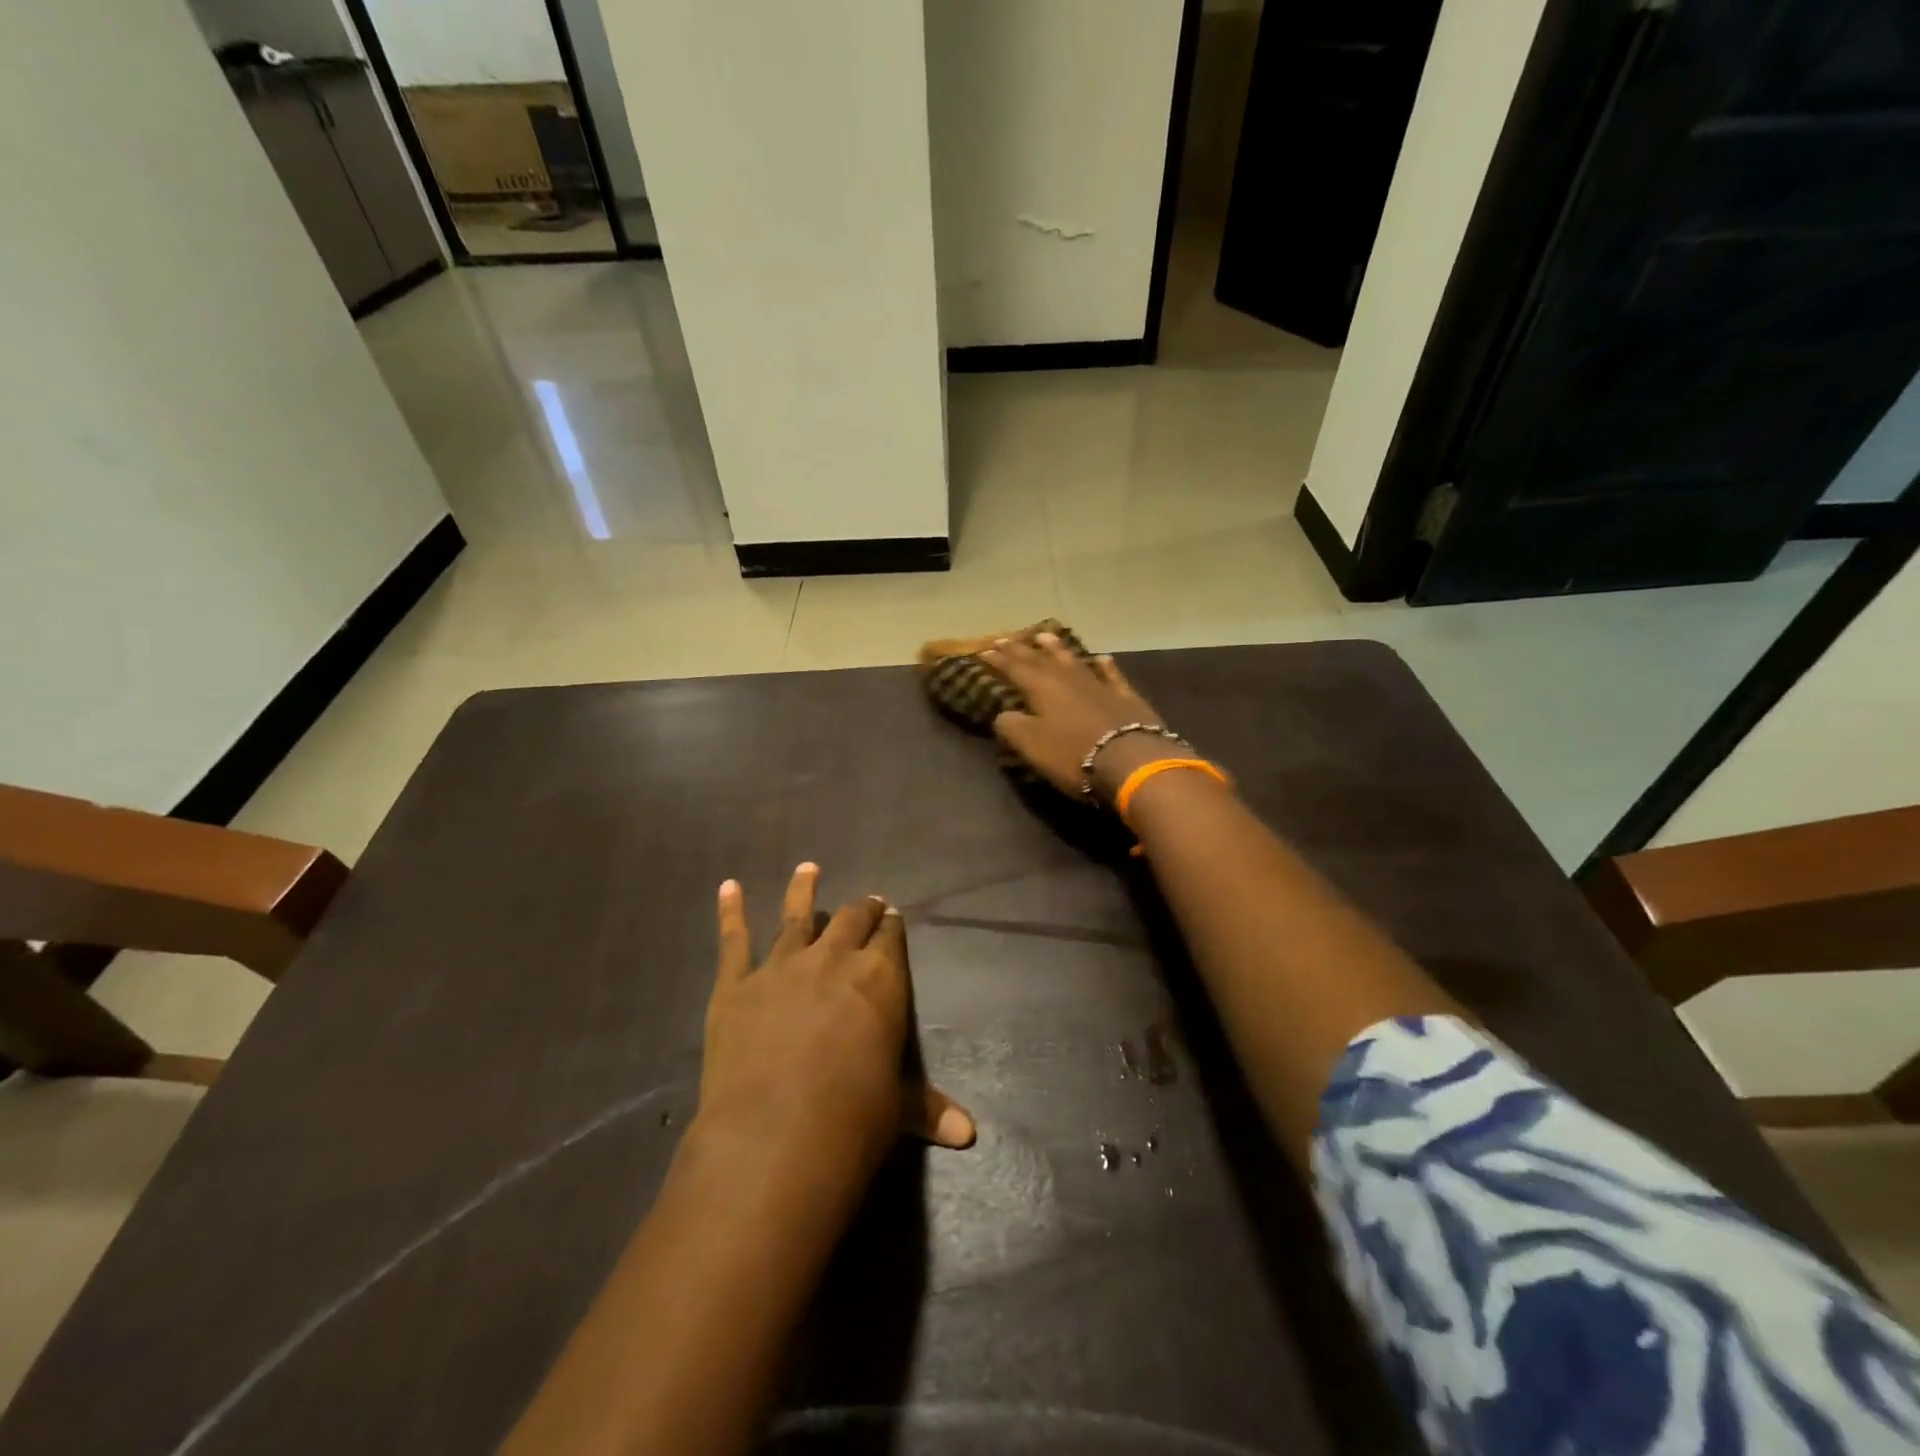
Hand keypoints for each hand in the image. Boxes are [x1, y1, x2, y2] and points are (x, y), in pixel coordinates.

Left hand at [699, 864, 974, 1185]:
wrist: (775, 1137)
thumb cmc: (853, 1119)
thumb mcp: (898, 1109)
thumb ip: (928, 1108)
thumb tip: (970, 1133)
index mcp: (879, 978)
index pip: (890, 938)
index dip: (892, 927)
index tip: (892, 918)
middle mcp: (833, 959)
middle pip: (852, 920)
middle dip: (862, 909)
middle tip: (867, 902)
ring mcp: (781, 967)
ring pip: (796, 916)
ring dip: (803, 890)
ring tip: (807, 868)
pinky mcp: (736, 985)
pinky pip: (733, 941)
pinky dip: (730, 912)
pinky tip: (728, 888)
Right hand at [981, 633, 1167, 799]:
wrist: (1130, 760)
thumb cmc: (1073, 754)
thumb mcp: (1031, 745)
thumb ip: (1012, 727)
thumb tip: (1003, 714)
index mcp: (1041, 689)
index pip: (1015, 669)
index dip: (999, 660)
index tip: (984, 650)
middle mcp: (1068, 679)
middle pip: (1040, 660)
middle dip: (1021, 650)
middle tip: (1005, 638)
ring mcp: (1098, 685)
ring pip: (1073, 661)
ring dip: (1057, 649)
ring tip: (1044, 636)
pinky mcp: (1125, 697)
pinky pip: (1111, 675)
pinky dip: (1105, 666)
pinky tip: (1101, 658)